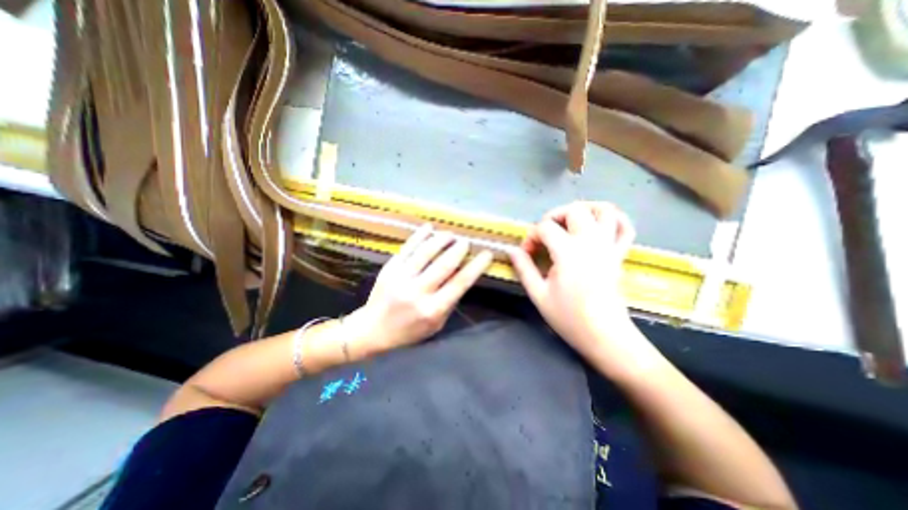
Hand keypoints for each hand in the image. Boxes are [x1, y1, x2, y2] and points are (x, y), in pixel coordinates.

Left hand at [344, 225, 494, 355]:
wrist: (373, 329)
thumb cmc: (409, 331)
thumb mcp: (436, 325)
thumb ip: (450, 301)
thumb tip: (462, 276)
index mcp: (432, 309)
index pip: (460, 283)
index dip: (476, 266)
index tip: (486, 254)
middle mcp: (417, 292)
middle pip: (444, 264)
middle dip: (459, 250)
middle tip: (466, 242)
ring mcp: (401, 278)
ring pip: (426, 252)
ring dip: (441, 240)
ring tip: (451, 234)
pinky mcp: (389, 269)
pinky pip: (407, 248)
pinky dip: (419, 236)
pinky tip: (429, 227)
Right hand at [510, 204, 651, 366]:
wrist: (605, 336)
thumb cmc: (569, 317)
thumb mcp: (539, 294)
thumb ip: (524, 268)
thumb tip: (512, 250)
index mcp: (568, 252)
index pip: (545, 228)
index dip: (532, 236)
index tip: (527, 252)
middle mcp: (590, 242)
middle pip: (575, 209)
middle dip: (555, 215)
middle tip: (546, 232)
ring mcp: (609, 246)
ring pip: (605, 210)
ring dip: (586, 209)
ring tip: (571, 221)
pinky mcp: (620, 254)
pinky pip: (626, 227)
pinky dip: (615, 219)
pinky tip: (600, 225)